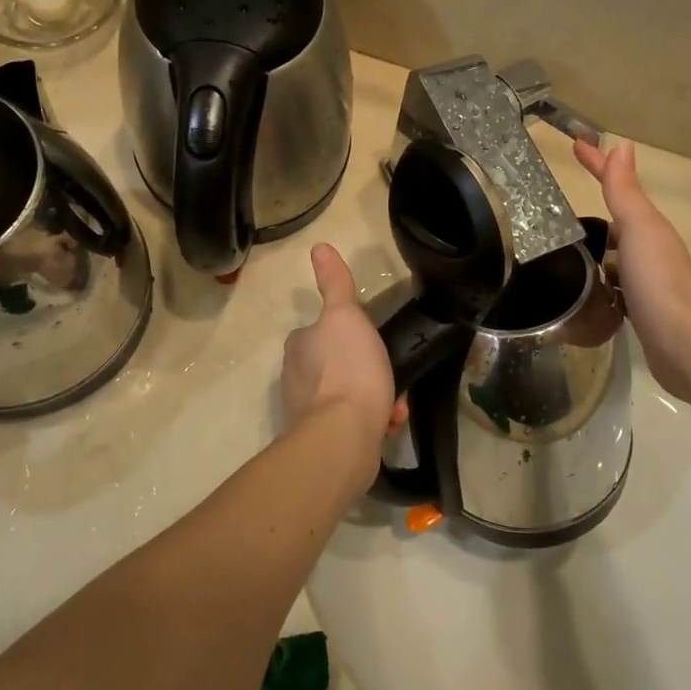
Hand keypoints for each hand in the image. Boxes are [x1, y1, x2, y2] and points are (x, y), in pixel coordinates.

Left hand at [280, 245, 405, 453]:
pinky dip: (372, 423)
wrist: (343, 437)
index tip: (376, 345)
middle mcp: (295, 378)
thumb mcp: (346, 316)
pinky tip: (388, 424)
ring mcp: (307, 413)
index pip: (325, 331)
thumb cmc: (348, 369)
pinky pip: (353, 424)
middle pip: (340, 365)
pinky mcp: (321, 442)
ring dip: (376, 398)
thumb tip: (319, 247)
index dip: (353, 336)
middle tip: (390, 376)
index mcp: (299, 346)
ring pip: (349, 396)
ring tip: (394, 406)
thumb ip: (335, 284)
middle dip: (368, 371)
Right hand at [573, 139, 690, 402]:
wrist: (682, 342)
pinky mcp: (638, 313)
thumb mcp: (638, 227)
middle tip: (557, 213)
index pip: (618, 188)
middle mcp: (650, 252)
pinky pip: (613, 289)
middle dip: (594, 216)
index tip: (575, 145)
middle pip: (618, 225)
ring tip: (562, 253)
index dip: (597, 165)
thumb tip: (621, 146)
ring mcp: (645, 284)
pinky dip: (598, 285)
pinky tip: (582, 292)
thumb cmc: (657, 279)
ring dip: (594, 252)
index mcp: (648, 228)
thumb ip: (625, 191)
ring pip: (614, 259)